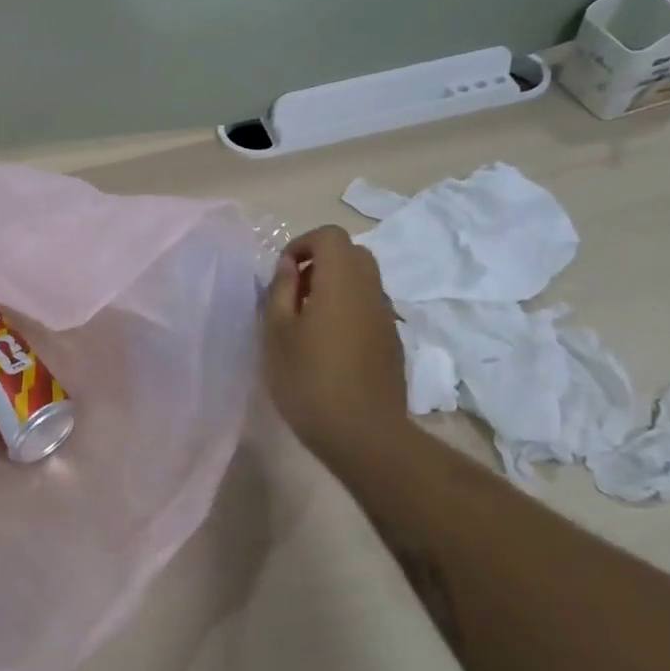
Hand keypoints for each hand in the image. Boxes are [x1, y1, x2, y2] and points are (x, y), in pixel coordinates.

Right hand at [262, 225, 413, 464]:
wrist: (363, 434)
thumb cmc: (308, 378)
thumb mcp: (277, 332)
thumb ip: (281, 290)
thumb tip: (289, 265)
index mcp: (341, 281)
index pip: (330, 236)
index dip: (303, 244)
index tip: (282, 274)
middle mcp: (370, 290)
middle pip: (351, 254)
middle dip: (320, 263)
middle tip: (293, 294)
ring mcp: (386, 316)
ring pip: (362, 281)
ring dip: (334, 287)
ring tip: (307, 322)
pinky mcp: (392, 342)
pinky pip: (368, 308)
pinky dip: (348, 310)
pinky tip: (329, 346)